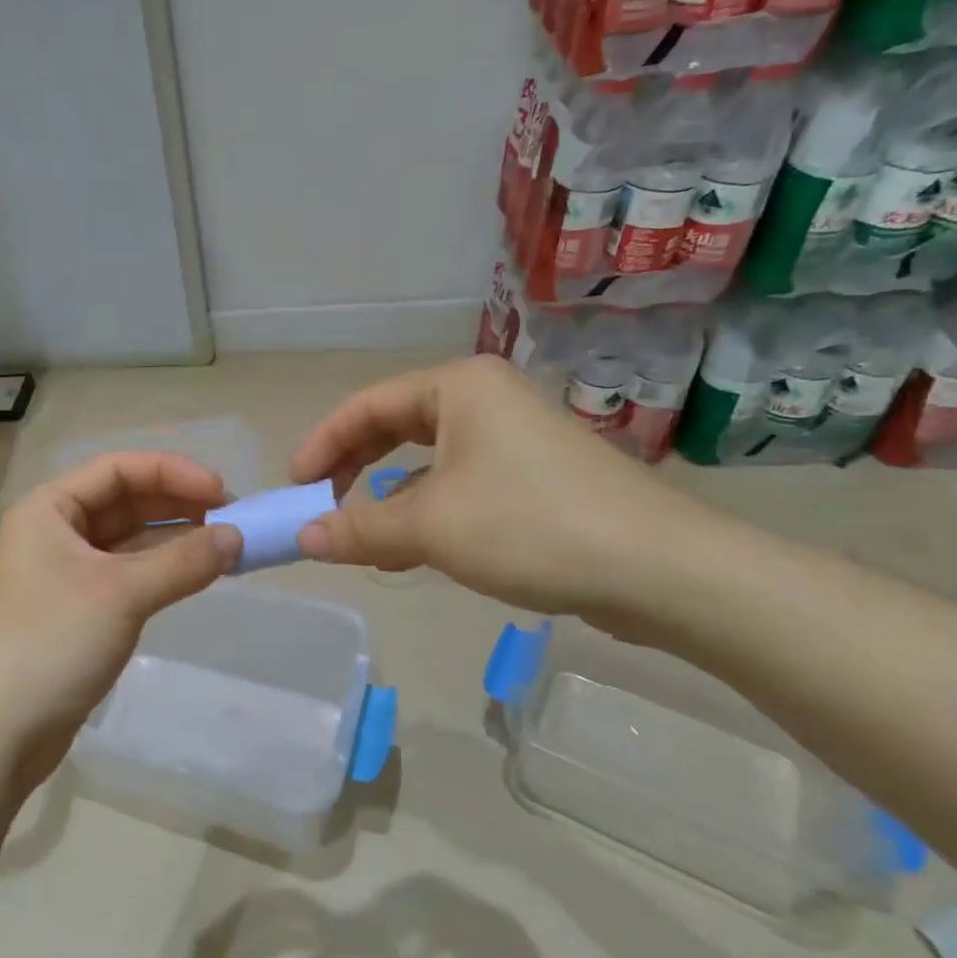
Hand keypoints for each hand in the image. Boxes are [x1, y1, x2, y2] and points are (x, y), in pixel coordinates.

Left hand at [0, 452, 241, 783]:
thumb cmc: (52, 643)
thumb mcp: (121, 594)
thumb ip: (183, 561)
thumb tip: (237, 538)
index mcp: (49, 508)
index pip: (118, 468)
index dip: (173, 472)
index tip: (223, 493)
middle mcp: (54, 531)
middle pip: (125, 500)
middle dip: (178, 504)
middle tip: (232, 521)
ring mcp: (65, 572)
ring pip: (129, 539)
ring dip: (175, 538)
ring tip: (225, 547)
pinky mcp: (78, 609)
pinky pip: (127, 573)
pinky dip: (162, 570)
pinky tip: (196, 575)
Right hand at [288, 356, 705, 621]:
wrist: (662, 571)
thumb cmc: (530, 526)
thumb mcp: (429, 527)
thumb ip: (358, 528)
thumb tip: (303, 539)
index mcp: (458, 387)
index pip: (366, 406)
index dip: (322, 445)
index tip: (294, 487)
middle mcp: (485, 400)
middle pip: (395, 427)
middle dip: (353, 468)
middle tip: (321, 504)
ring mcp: (515, 438)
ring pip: (427, 461)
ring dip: (389, 499)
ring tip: (361, 539)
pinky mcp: (536, 477)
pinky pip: (460, 485)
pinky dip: (427, 512)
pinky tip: (412, 550)